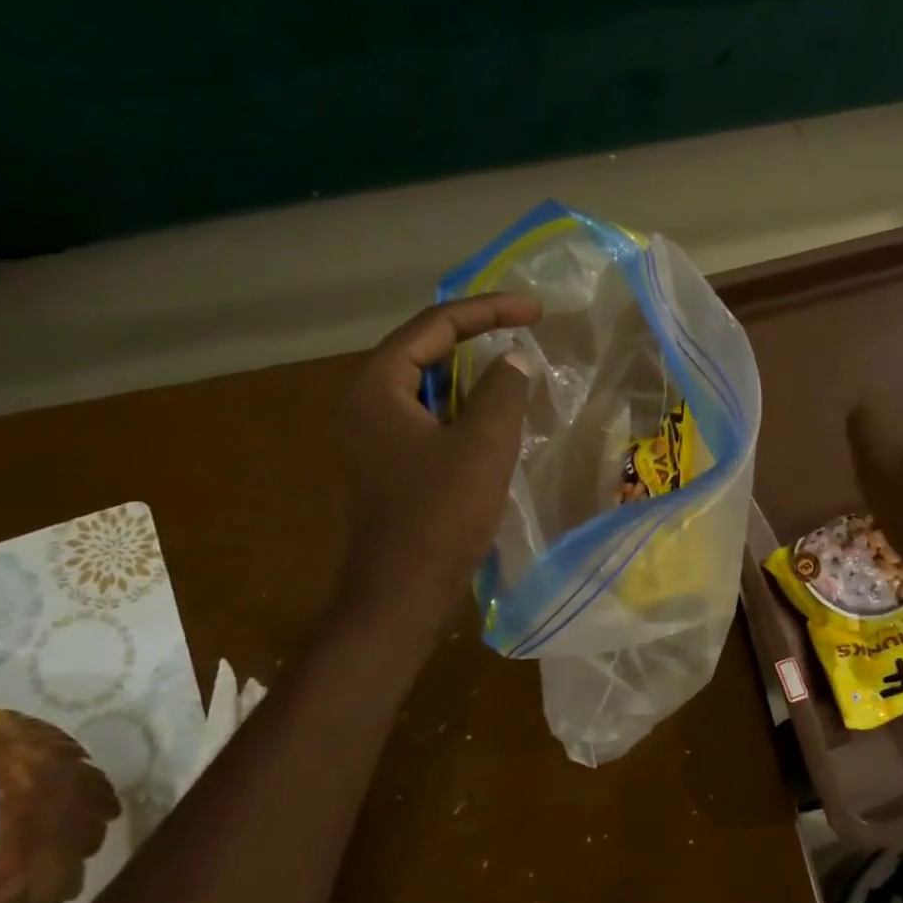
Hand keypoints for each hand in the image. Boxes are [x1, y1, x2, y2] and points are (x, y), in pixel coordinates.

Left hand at [335, 292, 540, 624]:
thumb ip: (503, 390)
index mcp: (377, 385)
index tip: (536, 310)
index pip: (434, 325)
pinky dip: (463, 410)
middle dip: (477, 337)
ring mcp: (374, 436)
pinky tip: (495, 419)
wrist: (404, 592)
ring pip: (429, 388)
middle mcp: (366, 402)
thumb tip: (513, 359)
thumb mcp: (484, 445)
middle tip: (525, 330)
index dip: (489, 311)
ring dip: (472, 376)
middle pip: (425, 350)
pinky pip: (429, 419)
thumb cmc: (441, 514)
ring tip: (516, 368)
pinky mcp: (389, 465)